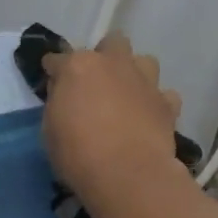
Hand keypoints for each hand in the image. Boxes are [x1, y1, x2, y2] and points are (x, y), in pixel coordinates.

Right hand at [41, 33, 186, 204]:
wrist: (128, 174)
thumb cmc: (78, 154)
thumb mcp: (50, 129)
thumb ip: (60, 103)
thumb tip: (67, 95)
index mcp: (78, 66)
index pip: (58, 58)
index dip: (54, 70)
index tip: (52, 81)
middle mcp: (114, 64)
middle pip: (112, 43)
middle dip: (104, 57)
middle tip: (97, 84)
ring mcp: (145, 81)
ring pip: (144, 61)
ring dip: (135, 74)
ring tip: (128, 96)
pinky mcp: (167, 103)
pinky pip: (165, 95)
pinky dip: (158, 103)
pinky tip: (150, 117)